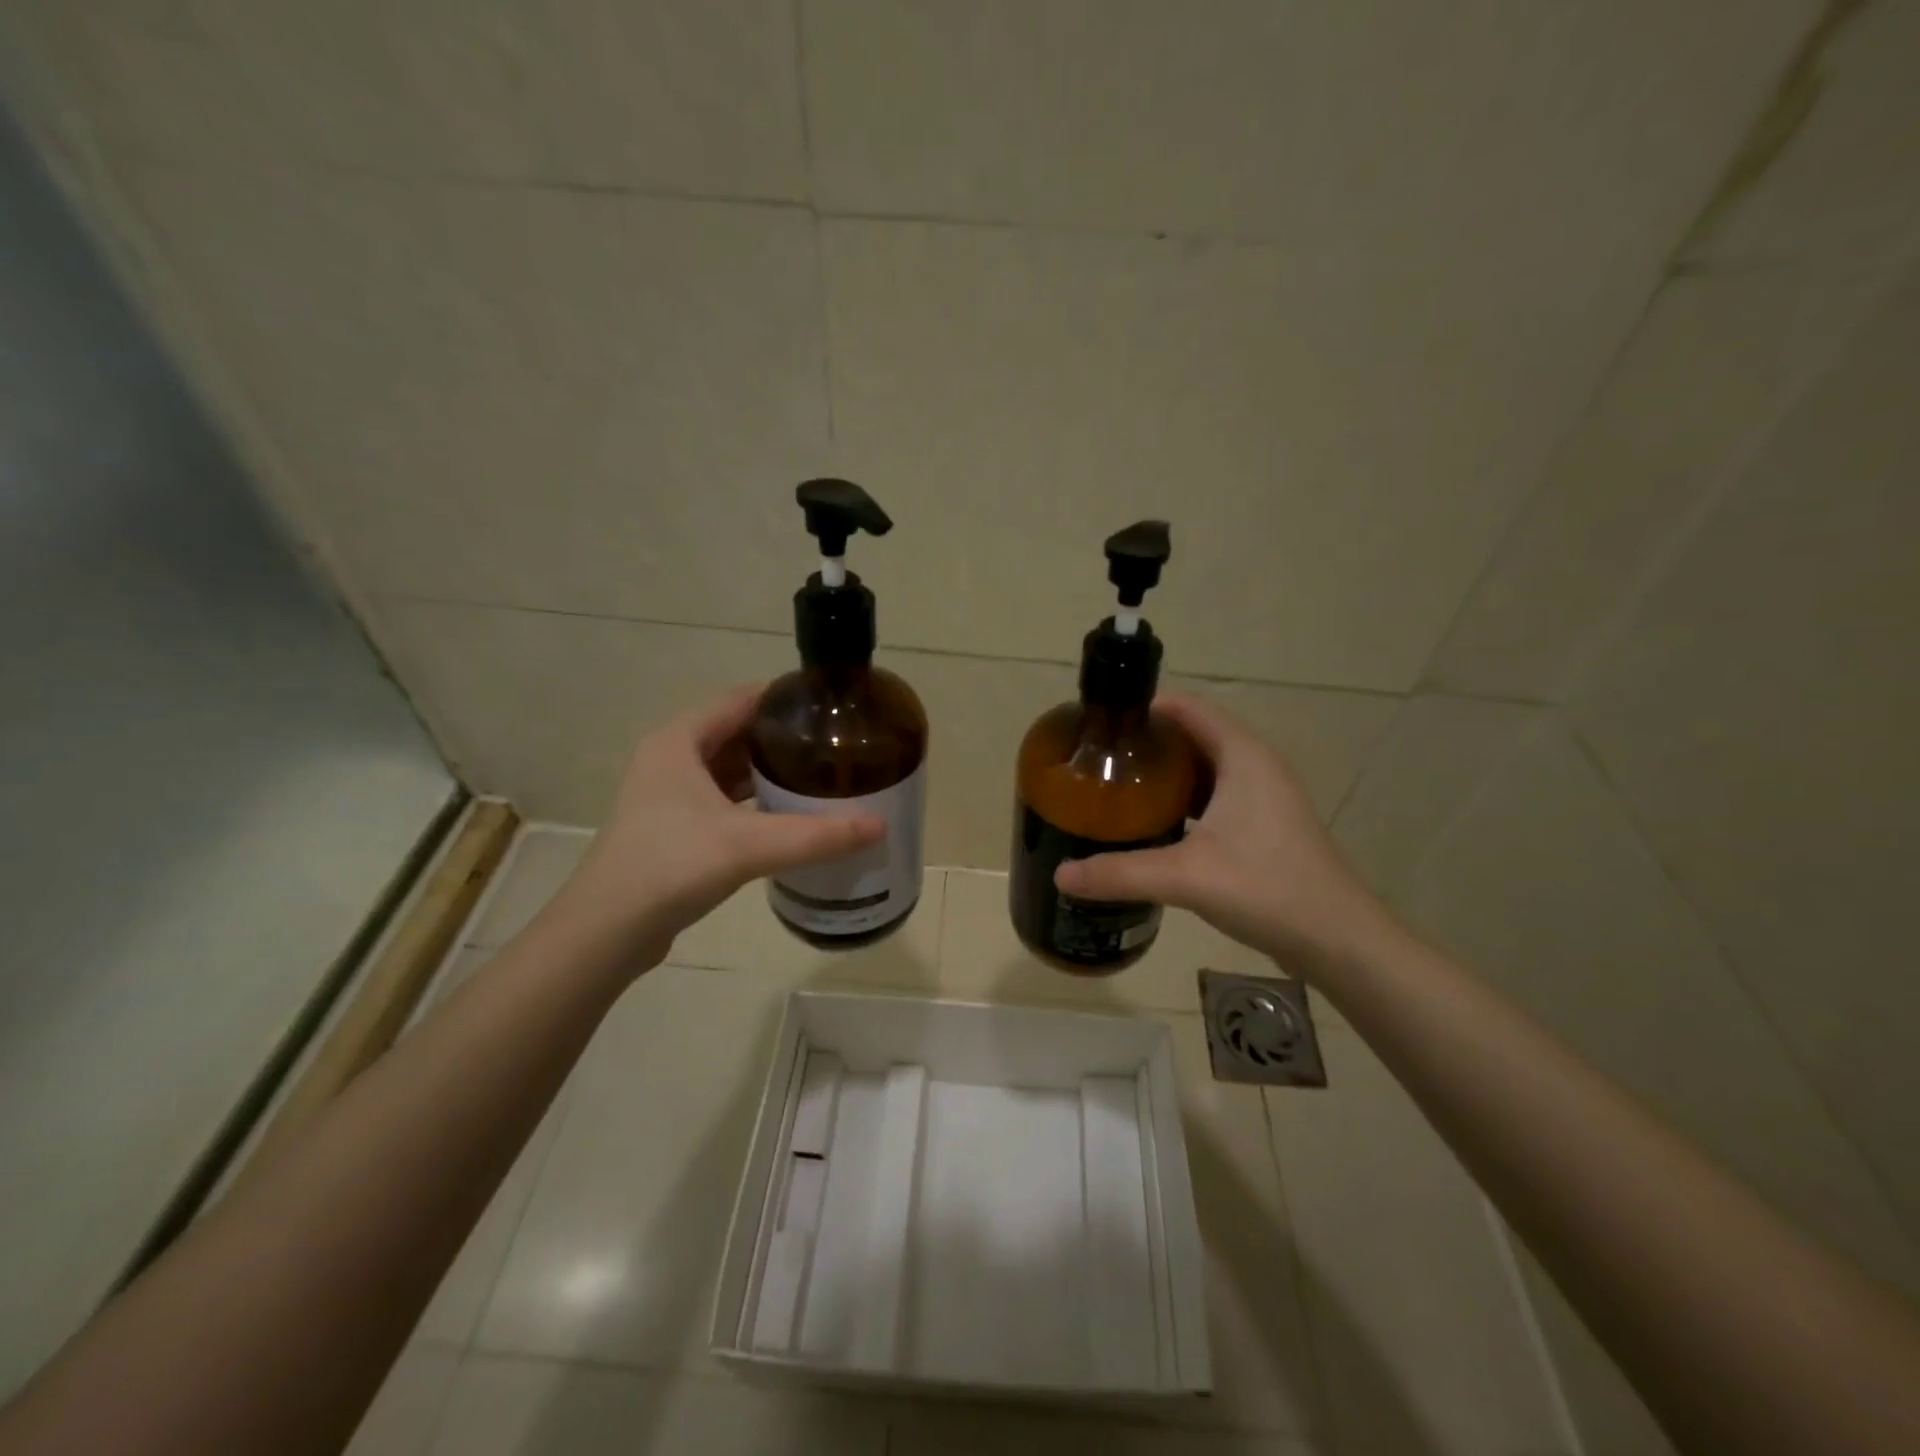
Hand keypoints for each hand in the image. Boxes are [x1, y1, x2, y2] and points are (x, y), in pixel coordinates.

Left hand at [550, 686, 883, 969]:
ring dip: (767, 771)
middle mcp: (670, 759)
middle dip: (782, 737)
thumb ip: (816, 835)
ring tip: (817, 775)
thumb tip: (880, 826)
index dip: (783, 698)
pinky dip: (752, 801)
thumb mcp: (749, 845)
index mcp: (679, 741)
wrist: (608, 930)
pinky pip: (721, 799)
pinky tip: (785, 815)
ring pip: (728, 769)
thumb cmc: (671, 866)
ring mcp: (667, 795)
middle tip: (833, 744)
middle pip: (736, 732)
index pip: (740, 700)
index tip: (829, 705)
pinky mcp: (672, 827)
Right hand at [1053, 692, 1393, 971]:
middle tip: (1100, 762)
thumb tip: (1060, 874)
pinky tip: (1154, 826)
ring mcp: (1263, 796)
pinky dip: (1183, 800)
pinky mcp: (1264, 825)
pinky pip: (1215, 796)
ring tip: (1118, 790)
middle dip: (1148, 744)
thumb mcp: (1186, 877)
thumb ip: (1119, 872)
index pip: (1187, 707)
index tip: (1101, 725)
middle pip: (1193, 735)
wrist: (1337, 939)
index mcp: (1242, 756)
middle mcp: (1255, 765)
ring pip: (1204, 768)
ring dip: (1165, 774)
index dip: (1144, 709)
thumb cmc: (1266, 888)